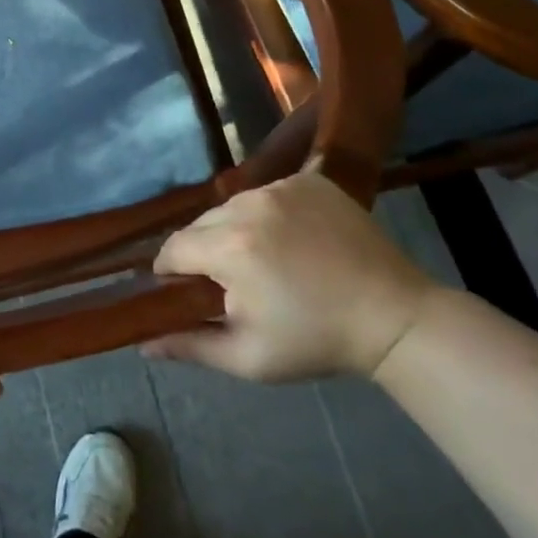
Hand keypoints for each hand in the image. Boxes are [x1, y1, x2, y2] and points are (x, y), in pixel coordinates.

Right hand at [145, 170, 432, 381]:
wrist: (395, 317)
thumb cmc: (316, 341)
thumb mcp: (248, 357)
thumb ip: (190, 346)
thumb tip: (142, 344)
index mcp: (230, 248)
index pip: (173, 248)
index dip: (171, 272)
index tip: (186, 291)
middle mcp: (249, 205)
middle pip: (200, 224)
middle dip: (203, 251)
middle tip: (230, 282)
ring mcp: (281, 188)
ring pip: (232, 205)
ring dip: (233, 228)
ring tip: (262, 259)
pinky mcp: (309, 180)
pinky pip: (267, 192)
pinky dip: (267, 212)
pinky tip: (289, 238)